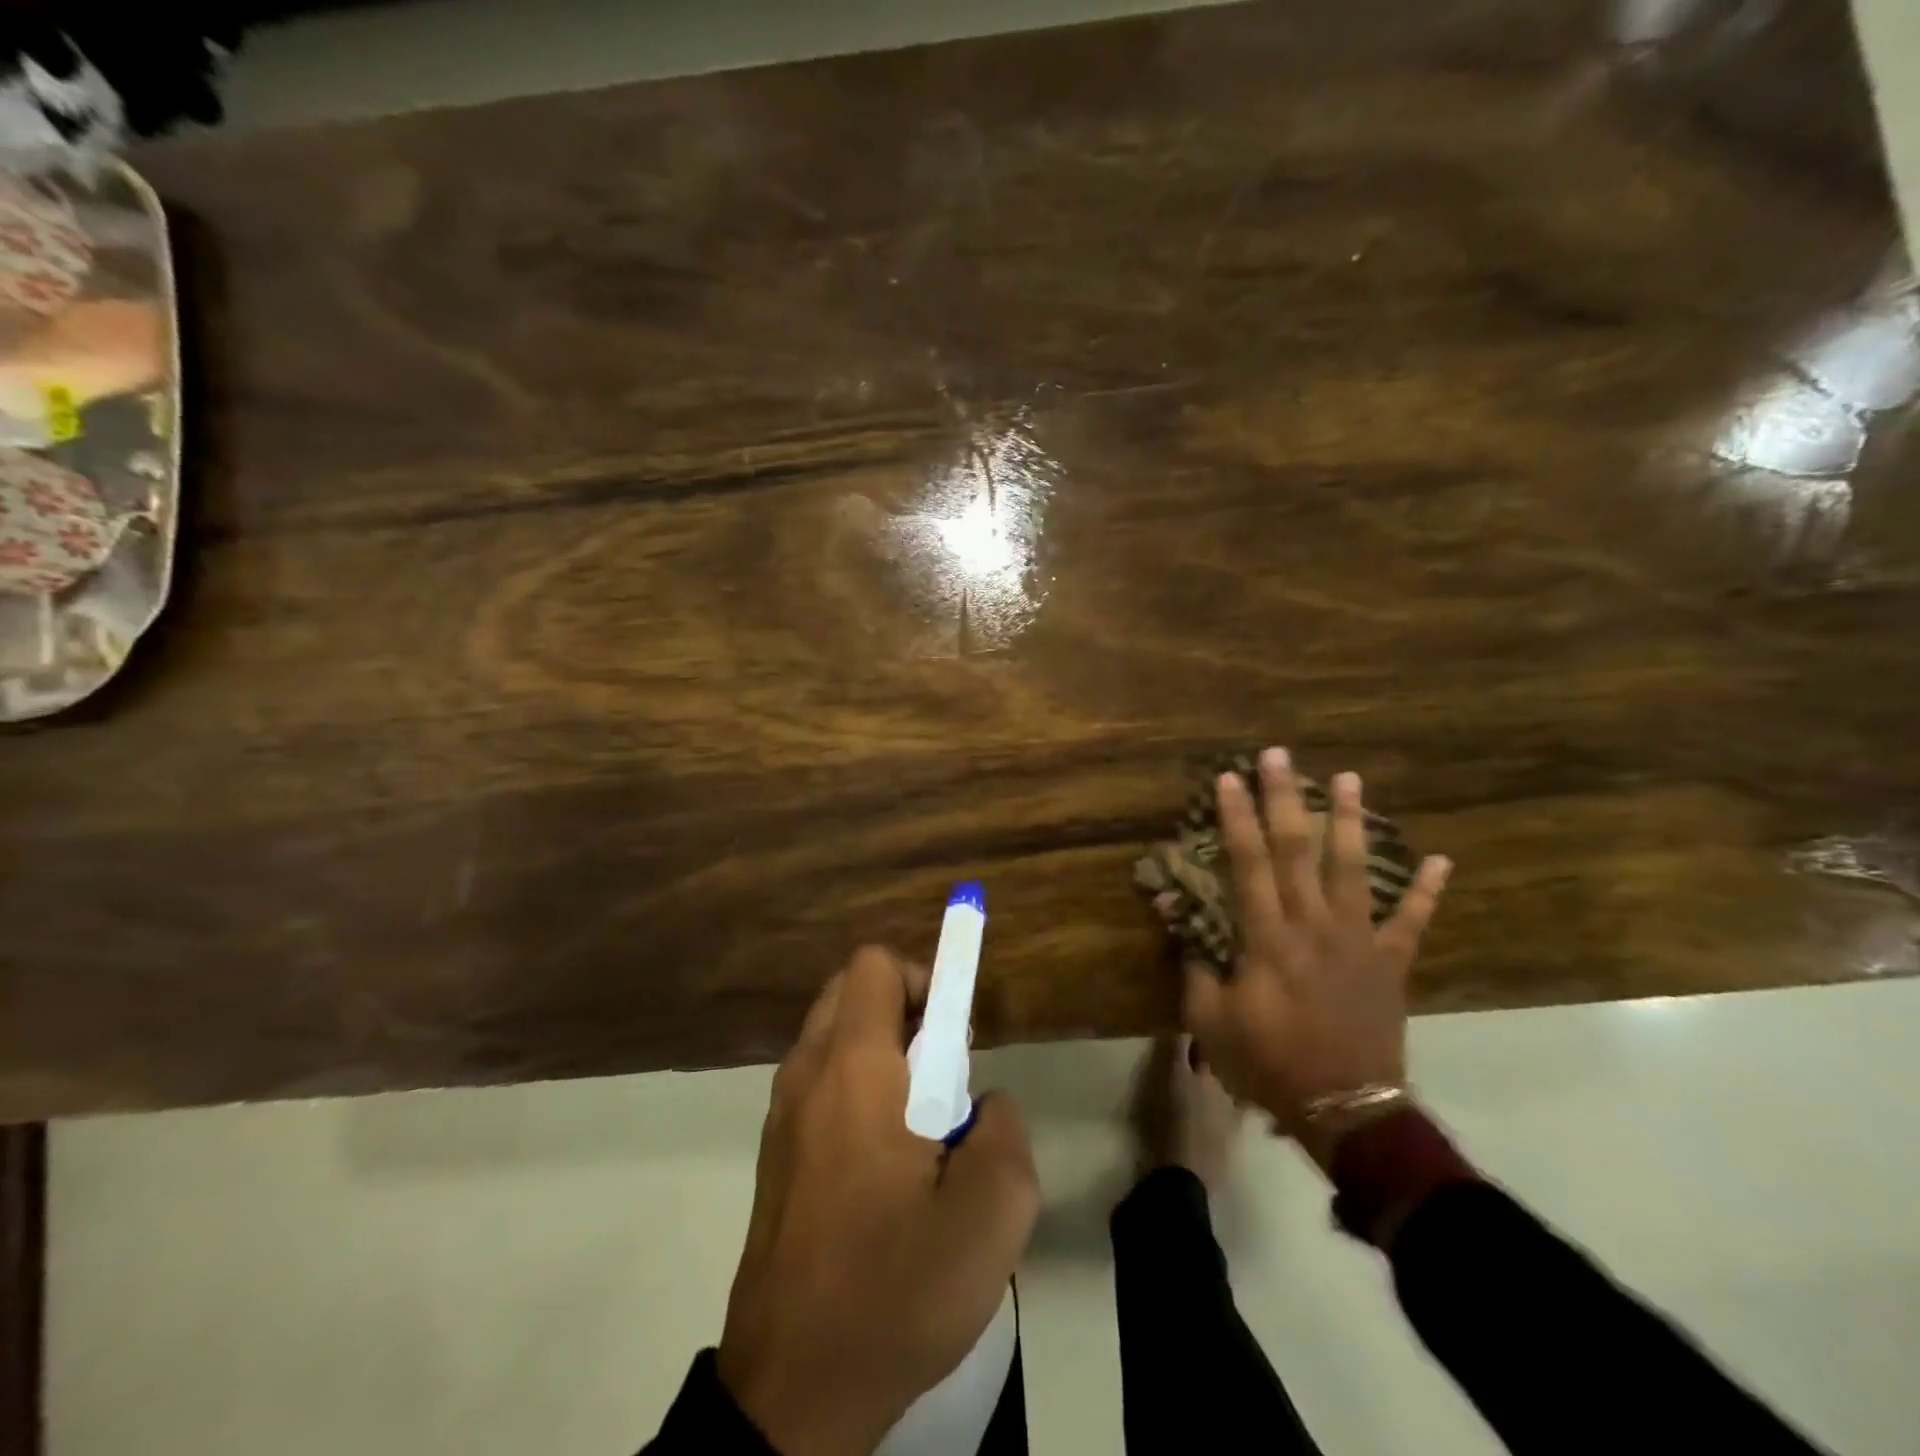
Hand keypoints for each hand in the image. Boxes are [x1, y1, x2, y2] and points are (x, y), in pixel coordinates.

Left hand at [718, 946, 1038, 1455]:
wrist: (791, 1392)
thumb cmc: (893, 1289)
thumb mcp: (991, 1217)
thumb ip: (1005, 1133)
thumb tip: (984, 1105)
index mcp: (853, 1069)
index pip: (874, 965)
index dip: (924, 976)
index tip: (956, 1032)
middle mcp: (807, 1074)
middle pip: (850, 990)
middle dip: (904, 1008)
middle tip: (942, 1073)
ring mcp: (781, 1114)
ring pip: (832, 1035)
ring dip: (880, 1049)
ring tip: (920, 1122)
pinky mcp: (774, 1152)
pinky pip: (819, 1082)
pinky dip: (855, 1086)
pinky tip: (884, 1163)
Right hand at [1183, 748, 1451, 1169]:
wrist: (1345, 1110)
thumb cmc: (1268, 1063)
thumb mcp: (1210, 1020)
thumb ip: (1194, 965)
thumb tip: (1175, 918)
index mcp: (1267, 937)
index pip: (1248, 863)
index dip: (1236, 818)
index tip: (1227, 779)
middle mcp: (1313, 925)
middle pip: (1298, 850)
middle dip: (1285, 798)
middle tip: (1278, 756)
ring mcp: (1358, 941)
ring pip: (1354, 869)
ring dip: (1350, 821)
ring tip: (1349, 778)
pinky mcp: (1390, 963)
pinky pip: (1412, 922)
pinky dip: (1428, 891)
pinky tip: (1441, 859)